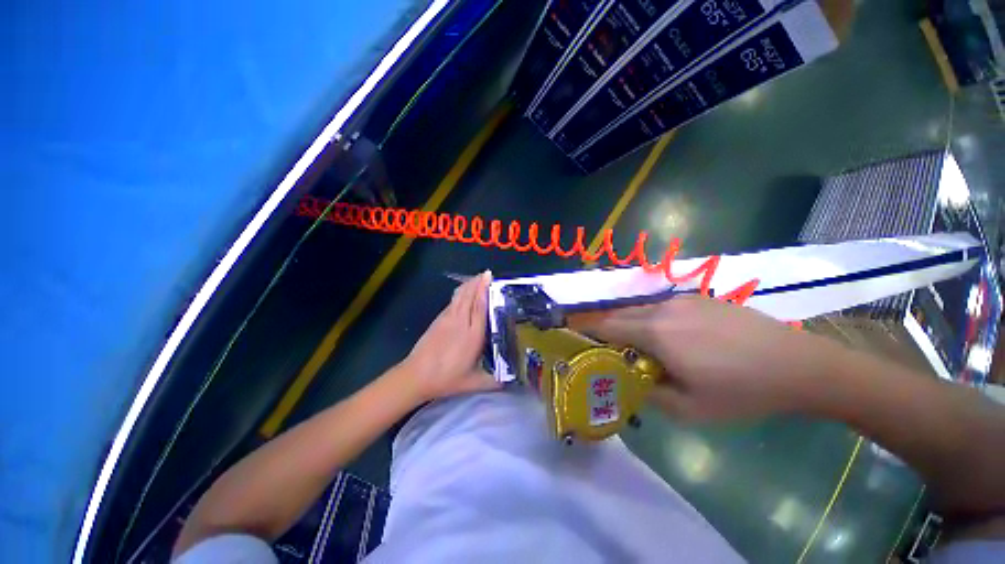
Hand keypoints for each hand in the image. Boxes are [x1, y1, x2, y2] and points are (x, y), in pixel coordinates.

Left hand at [399, 271, 499, 401]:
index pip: (479, 307)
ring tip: (476, 278)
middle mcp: (460, 323)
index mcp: (472, 336)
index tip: (489, 278)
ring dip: (468, 285)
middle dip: (477, 283)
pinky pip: (452, 302)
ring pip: (459, 297)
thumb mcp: (474, 383)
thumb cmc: (447, 379)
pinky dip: (459, 293)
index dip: (484, 290)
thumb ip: (494, 382)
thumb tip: (511, 381)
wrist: (416, 376)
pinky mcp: (438, 320)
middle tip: (486, 273)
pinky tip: (462, 292)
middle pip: (469, 297)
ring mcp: (447, 320)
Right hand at [569, 296, 842, 420]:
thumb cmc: (741, 392)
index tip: (570, 332)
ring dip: (629, 323)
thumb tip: (628, 380)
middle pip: (619, 314)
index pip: (606, 326)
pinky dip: (650, 319)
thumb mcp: (689, 409)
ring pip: (640, 309)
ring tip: (636, 344)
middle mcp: (662, 309)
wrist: (799, 365)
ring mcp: (682, 300)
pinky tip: (668, 336)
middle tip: (601, 344)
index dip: (585, 328)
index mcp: (656, 333)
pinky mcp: (699, 298)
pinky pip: (661, 307)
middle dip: (604, 327)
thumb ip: (648, 393)